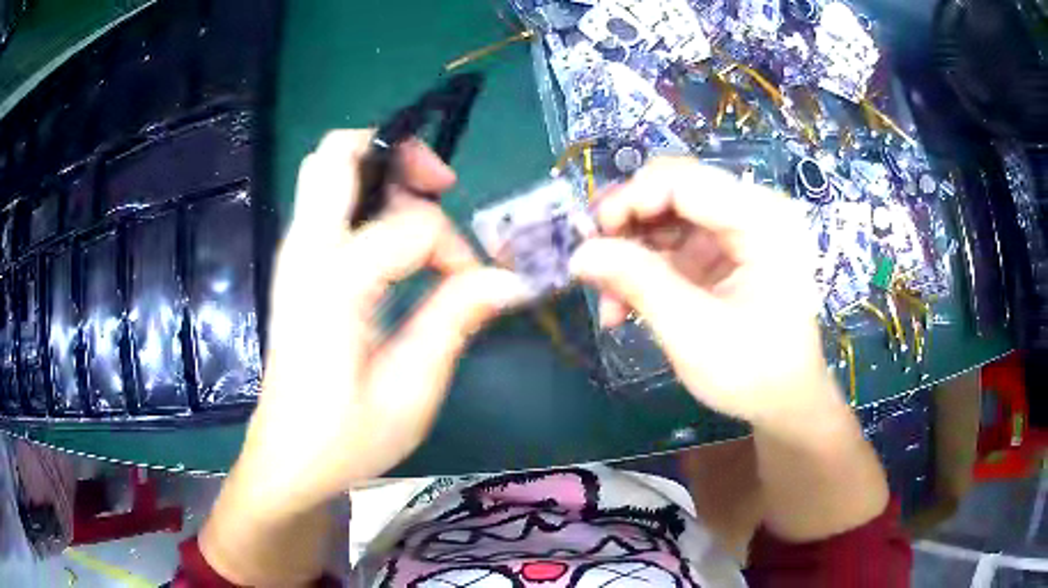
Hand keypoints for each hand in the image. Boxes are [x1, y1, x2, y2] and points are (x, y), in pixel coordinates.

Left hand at [234, 130, 530, 510]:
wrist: (288, 459)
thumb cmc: (347, 437)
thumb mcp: (412, 389)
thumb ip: (456, 319)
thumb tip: (511, 278)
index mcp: (333, 284)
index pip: (411, 225)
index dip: (455, 248)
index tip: (473, 287)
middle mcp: (305, 252)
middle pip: (338, 152)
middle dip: (398, 155)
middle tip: (440, 189)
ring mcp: (294, 255)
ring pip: (328, 168)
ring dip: (382, 173)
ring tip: (423, 213)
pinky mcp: (297, 267)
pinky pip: (328, 202)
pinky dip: (367, 198)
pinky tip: (394, 241)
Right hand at [570, 157, 839, 428]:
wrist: (785, 401)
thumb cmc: (754, 373)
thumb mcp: (693, 332)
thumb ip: (638, 283)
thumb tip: (579, 253)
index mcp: (764, 221)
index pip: (685, 182)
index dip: (630, 199)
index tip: (590, 236)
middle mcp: (755, 211)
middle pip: (674, 190)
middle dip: (627, 224)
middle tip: (592, 259)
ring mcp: (740, 229)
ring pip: (668, 214)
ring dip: (631, 250)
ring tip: (607, 295)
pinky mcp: (726, 250)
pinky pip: (675, 241)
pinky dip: (647, 267)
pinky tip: (626, 303)